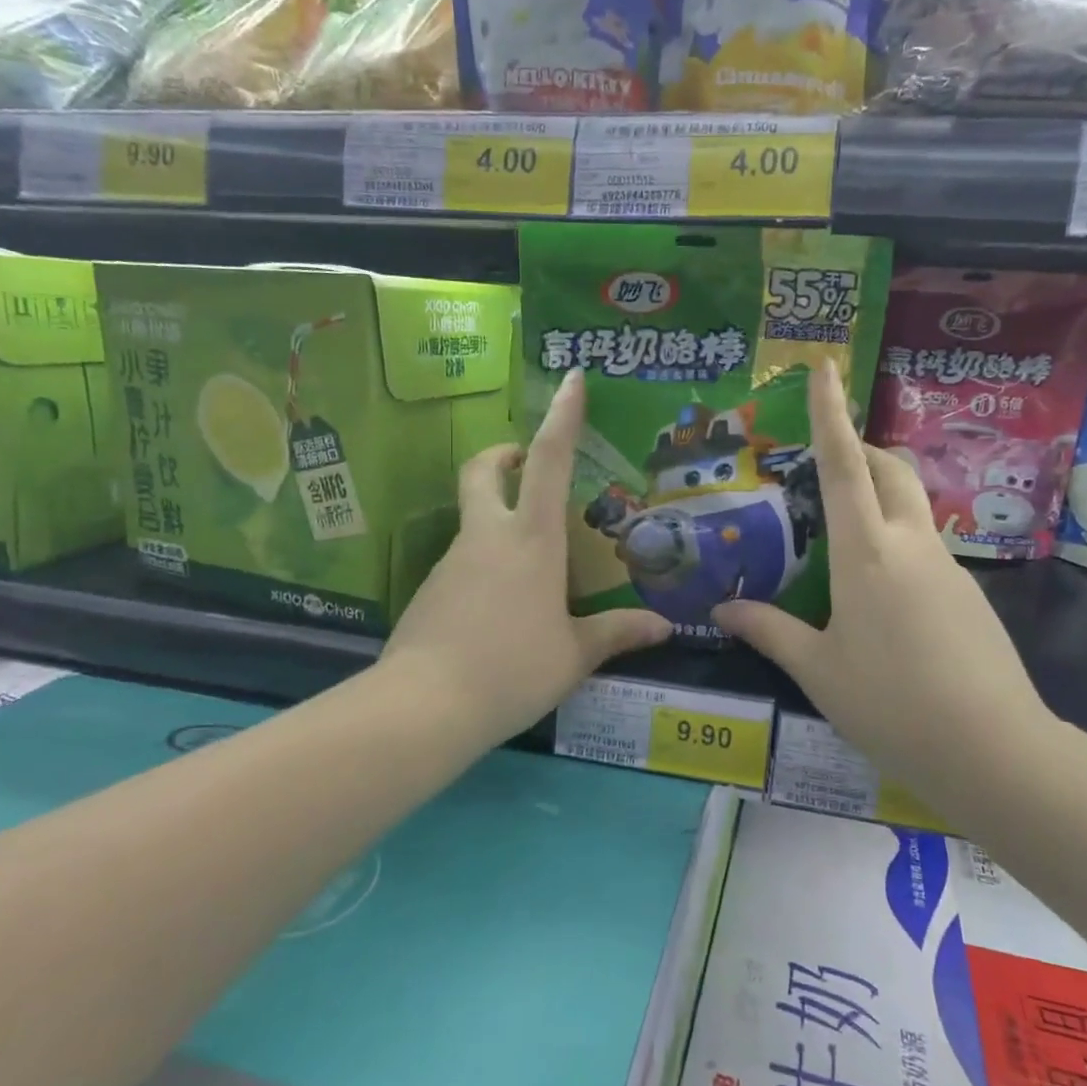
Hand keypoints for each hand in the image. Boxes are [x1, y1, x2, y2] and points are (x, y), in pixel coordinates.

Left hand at [381, 368, 671, 744]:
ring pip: (472, 522)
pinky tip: (499, 613)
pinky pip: (462, 565)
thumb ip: (616, 634)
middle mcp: (487, 538)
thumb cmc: (513, 669)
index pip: (550, 461)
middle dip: (502, 455)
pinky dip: (483, 569)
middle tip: (524, 465)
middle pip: (483, 472)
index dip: (562, 416)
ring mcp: (451, 562)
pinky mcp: (428, 591)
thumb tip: (663, 628)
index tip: (571, 379)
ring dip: (496, 522)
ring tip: (531, 574)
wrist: (423, 707)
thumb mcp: (573, 655)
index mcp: (531, 540)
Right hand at [712, 362, 1051, 796]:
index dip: (830, 413)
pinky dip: (897, 540)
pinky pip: (926, 546)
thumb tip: (723, 608)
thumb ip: (769, 631)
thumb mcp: (818, 670)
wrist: (993, 750)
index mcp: (867, 554)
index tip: (825, 367)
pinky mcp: (968, 593)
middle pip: (890, 470)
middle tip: (828, 459)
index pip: (845, 465)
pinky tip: (880, 594)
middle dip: (860, 448)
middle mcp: (911, 545)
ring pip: (912, 507)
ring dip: (881, 496)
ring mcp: (947, 567)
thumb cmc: (891, 705)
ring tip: (842, 533)